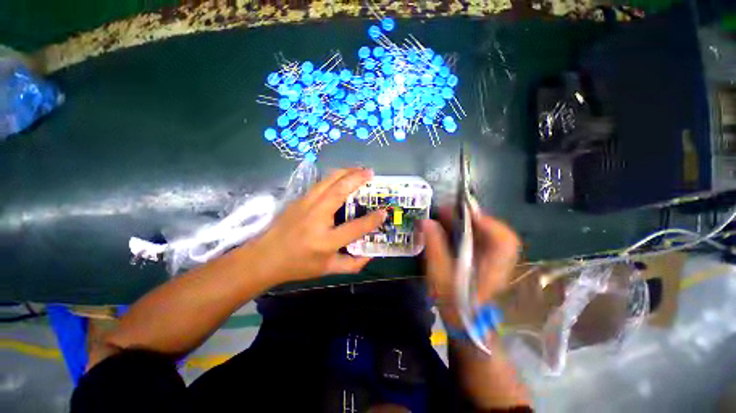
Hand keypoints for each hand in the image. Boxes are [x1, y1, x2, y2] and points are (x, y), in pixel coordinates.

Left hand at [250, 168, 386, 284]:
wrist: (264, 257)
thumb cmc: (297, 265)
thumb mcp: (327, 270)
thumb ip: (351, 264)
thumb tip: (371, 256)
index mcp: (325, 241)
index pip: (354, 228)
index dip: (372, 220)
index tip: (384, 212)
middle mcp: (316, 218)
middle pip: (338, 192)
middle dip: (357, 179)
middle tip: (371, 173)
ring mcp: (305, 205)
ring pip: (328, 181)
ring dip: (346, 172)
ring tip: (359, 169)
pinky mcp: (299, 199)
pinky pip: (321, 183)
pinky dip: (334, 176)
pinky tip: (342, 176)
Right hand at [421, 209, 519, 327]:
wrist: (462, 322)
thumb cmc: (452, 301)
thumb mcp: (440, 274)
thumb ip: (435, 246)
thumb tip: (427, 222)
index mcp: (493, 267)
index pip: (504, 240)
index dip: (487, 222)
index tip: (464, 211)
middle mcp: (498, 260)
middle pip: (496, 231)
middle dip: (472, 217)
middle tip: (449, 210)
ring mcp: (493, 259)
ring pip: (487, 233)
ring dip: (467, 222)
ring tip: (446, 215)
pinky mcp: (484, 259)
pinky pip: (479, 239)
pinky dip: (465, 230)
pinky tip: (449, 227)